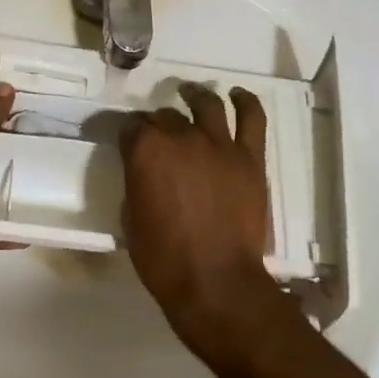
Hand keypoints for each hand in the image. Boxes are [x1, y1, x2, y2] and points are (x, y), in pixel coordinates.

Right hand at [120, 85, 291, 366]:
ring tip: (190, 95)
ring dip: (195, 97)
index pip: (131, 127)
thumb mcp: (131, 218)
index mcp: (146, 150)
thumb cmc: (163, 258)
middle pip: (165, 116)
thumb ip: (137, 183)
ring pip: (206, 105)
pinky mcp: (249, 157)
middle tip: (157, 137)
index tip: (127, 143)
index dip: (127, 134)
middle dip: (157, 123)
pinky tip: (236, 95)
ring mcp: (219, 144)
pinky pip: (251, 118)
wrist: (216, 282)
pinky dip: (244, 102)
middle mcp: (181, 137)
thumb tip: (144, 172)